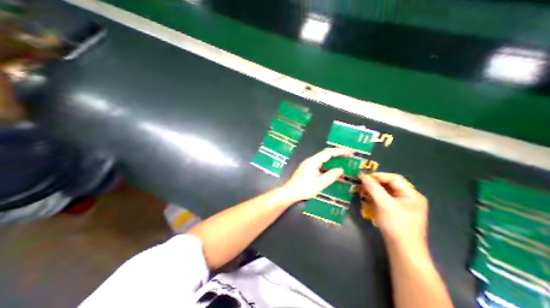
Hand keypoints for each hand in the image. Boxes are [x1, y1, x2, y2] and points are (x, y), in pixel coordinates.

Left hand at [280, 147, 351, 203]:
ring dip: (332, 160)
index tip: (349, 152)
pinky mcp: (306, 170)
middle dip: (337, 154)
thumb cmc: (304, 188)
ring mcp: (307, 165)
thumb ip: (331, 175)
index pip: (328, 153)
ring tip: (342, 161)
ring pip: (322, 159)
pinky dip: (327, 165)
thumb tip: (340, 169)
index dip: (339, 151)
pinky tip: (332, 170)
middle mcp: (310, 161)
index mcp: (313, 161)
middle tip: (348, 155)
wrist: (289, 193)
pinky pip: (320, 164)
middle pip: (325, 154)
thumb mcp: (320, 183)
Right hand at [362, 173, 428, 249]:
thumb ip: (373, 188)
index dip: (378, 176)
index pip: (394, 179)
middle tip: (361, 183)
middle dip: (376, 184)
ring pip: (388, 195)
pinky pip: (387, 203)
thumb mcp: (384, 204)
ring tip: (362, 190)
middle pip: (391, 186)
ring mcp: (405, 209)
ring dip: (375, 192)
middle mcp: (411, 199)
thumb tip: (362, 175)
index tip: (363, 176)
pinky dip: (377, 200)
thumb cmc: (397, 225)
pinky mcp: (398, 216)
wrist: (404, 253)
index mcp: (413, 194)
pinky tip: (368, 201)